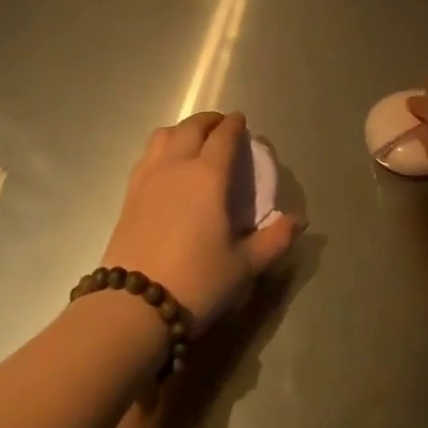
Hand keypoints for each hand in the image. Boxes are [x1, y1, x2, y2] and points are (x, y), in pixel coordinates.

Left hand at [100, 112, 303, 330]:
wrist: (134, 306)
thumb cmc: (197, 282)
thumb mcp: (244, 266)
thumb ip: (274, 240)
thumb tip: (299, 221)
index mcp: (208, 176)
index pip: (223, 137)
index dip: (234, 125)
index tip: (241, 122)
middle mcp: (176, 166)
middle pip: (191, 127)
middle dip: (209, 121)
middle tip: (221, 127)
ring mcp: (148, 178)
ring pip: (163, 135)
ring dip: (182, 129)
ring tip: (192, 140)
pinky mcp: (128, 195)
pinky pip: (147, 155)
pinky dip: (161, 147)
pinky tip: (166, 165)